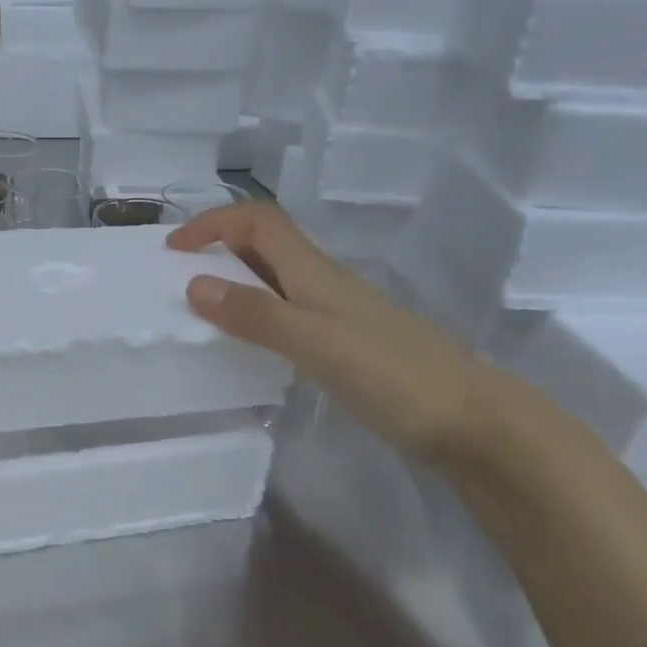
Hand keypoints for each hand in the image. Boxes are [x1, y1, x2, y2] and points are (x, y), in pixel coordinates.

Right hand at [167, 202, 508, 463]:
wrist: (473, 425)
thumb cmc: (396, 378)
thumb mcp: (318, 344)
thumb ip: (258, 316)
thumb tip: (194, 284)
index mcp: (317, 273)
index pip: (259, 222)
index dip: (213, 223)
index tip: (172, 250)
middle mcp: (324, 285)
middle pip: (265, 246)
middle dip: (217, 249)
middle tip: (175, 281)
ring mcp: (336, 317)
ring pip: (275, 282)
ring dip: (234, 284)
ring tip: (197, 313)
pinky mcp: (343, 347)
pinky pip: (286, 316)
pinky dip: (255, 318)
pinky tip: (244, 349)